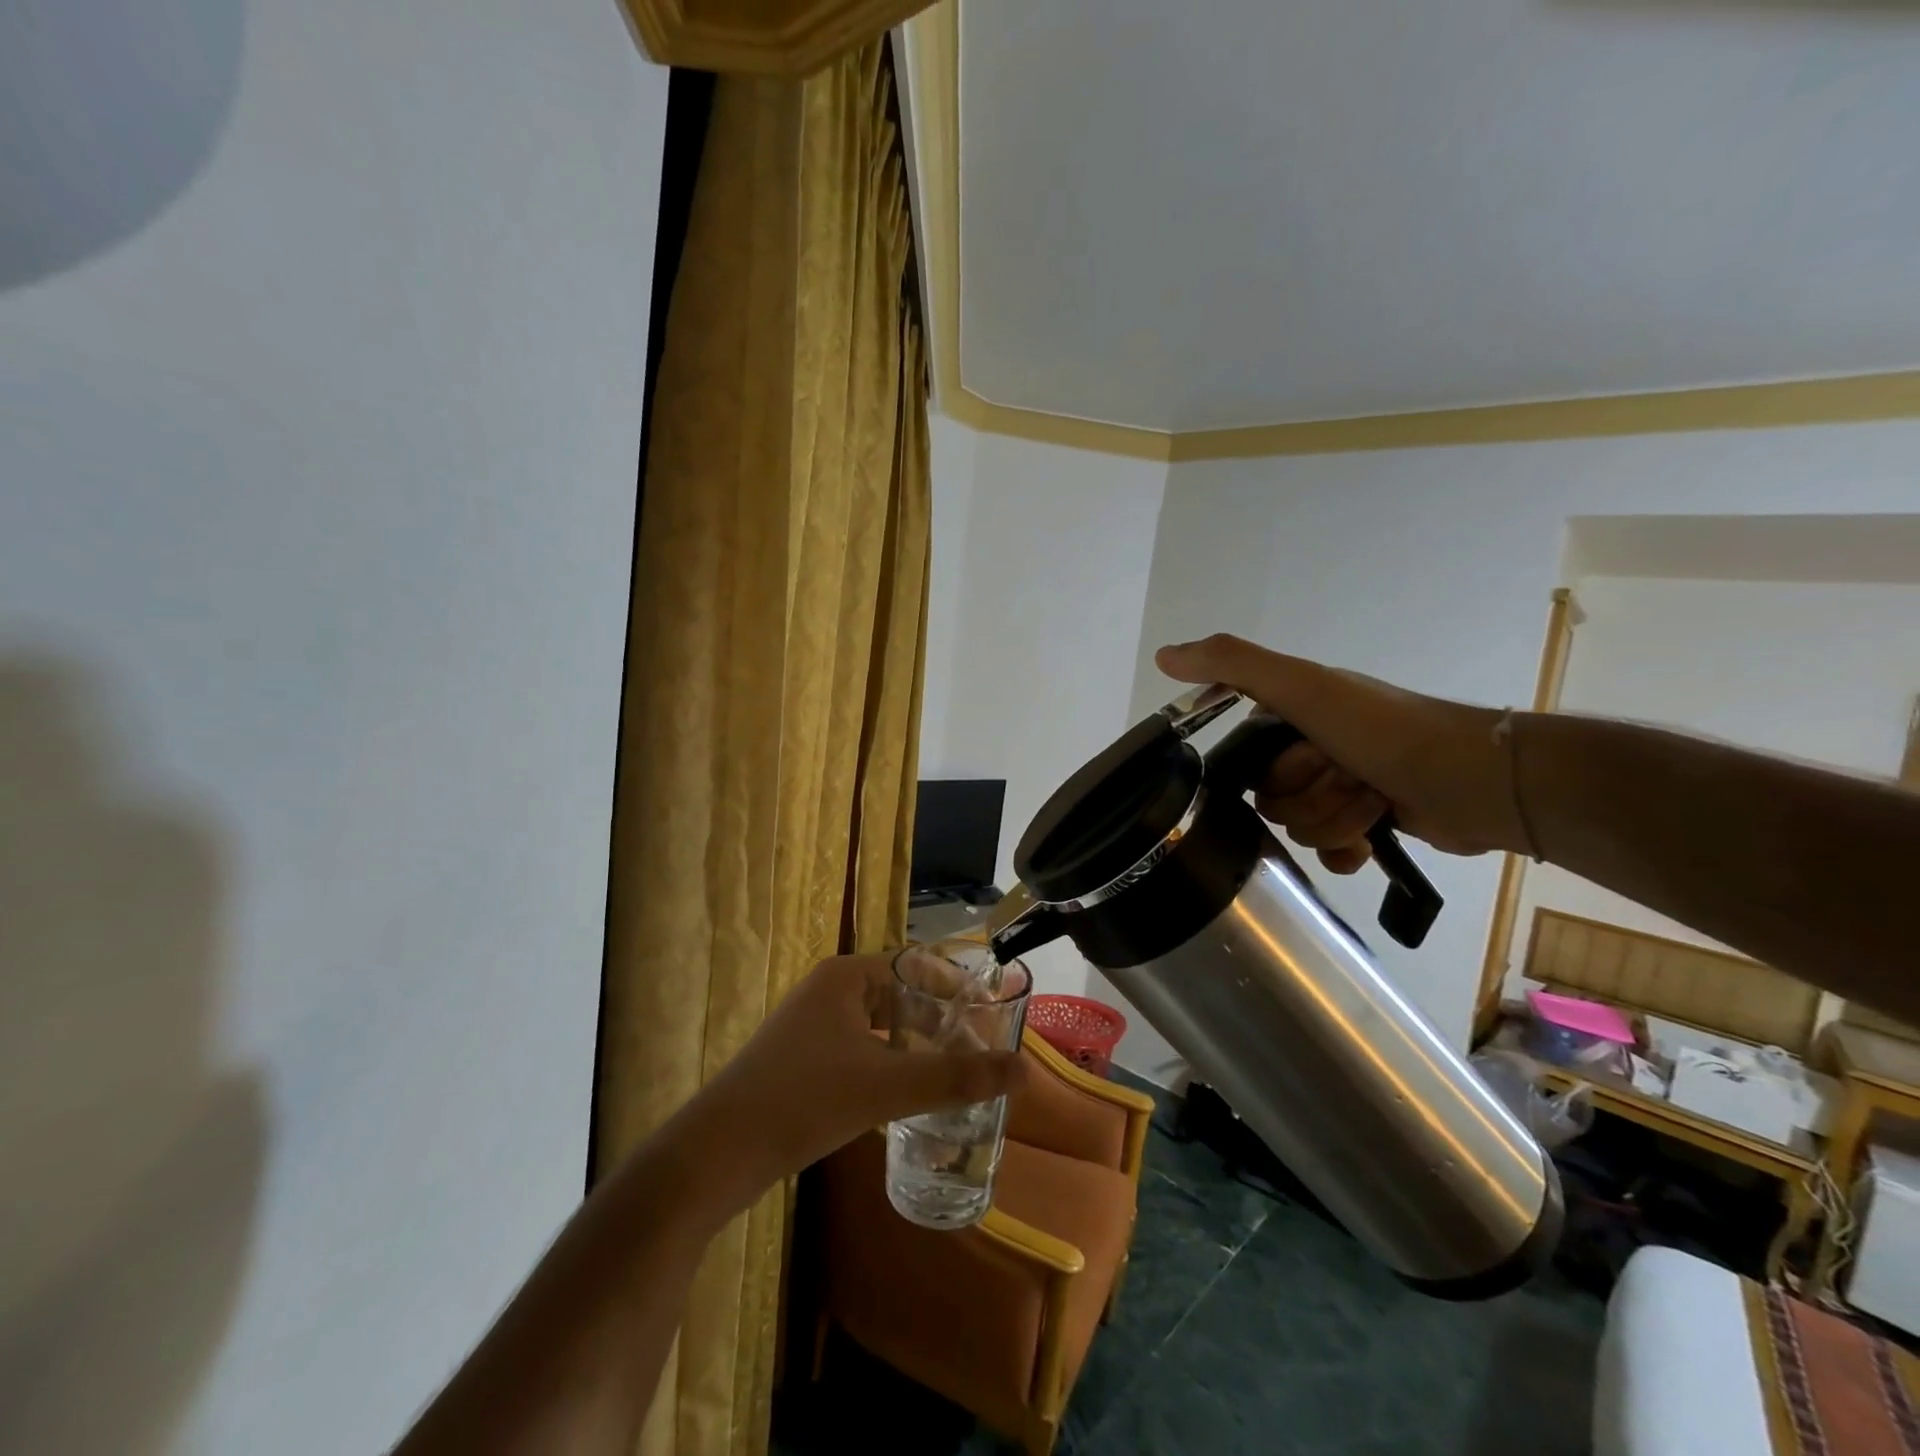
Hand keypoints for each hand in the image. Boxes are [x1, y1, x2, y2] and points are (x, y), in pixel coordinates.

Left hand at [674, 954, 1028, 1216]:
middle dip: (940, 1020)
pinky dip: (889, 1062)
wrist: (717, 1153)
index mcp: (847, 976)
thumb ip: (957, 1077)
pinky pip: (860, 1048)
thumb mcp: (888, 1087)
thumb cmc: (805, 1101)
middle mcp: (829, 990)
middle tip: (979, 1050)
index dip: (957, 988)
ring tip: (953, 1072)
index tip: (991, 1018)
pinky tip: (907, 1095)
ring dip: (916, 1044)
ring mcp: (811, 1025)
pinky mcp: (802, 1058)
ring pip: (880, 1024)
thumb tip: (1025, 1070)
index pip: (917, 965)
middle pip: (901, 994)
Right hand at [1156, 635, 1523, 872]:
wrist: (1475, 779)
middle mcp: (1311, 750)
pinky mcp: (1367, 823)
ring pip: (1300, 828)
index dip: (1272, 773)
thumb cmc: (1383, 729)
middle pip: (1271, 802)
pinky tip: (1367, 841)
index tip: (1309, 759)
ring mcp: (1341, 788)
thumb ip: (1232, 665)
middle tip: (1350, 776)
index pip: (1243, 765)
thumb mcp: (1302, 687)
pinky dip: (1345, 850)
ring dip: (1338, 819)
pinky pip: (1327, 852)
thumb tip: (1162, 655)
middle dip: (1311, 797)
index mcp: (1292, 718)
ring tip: (1375, 800)